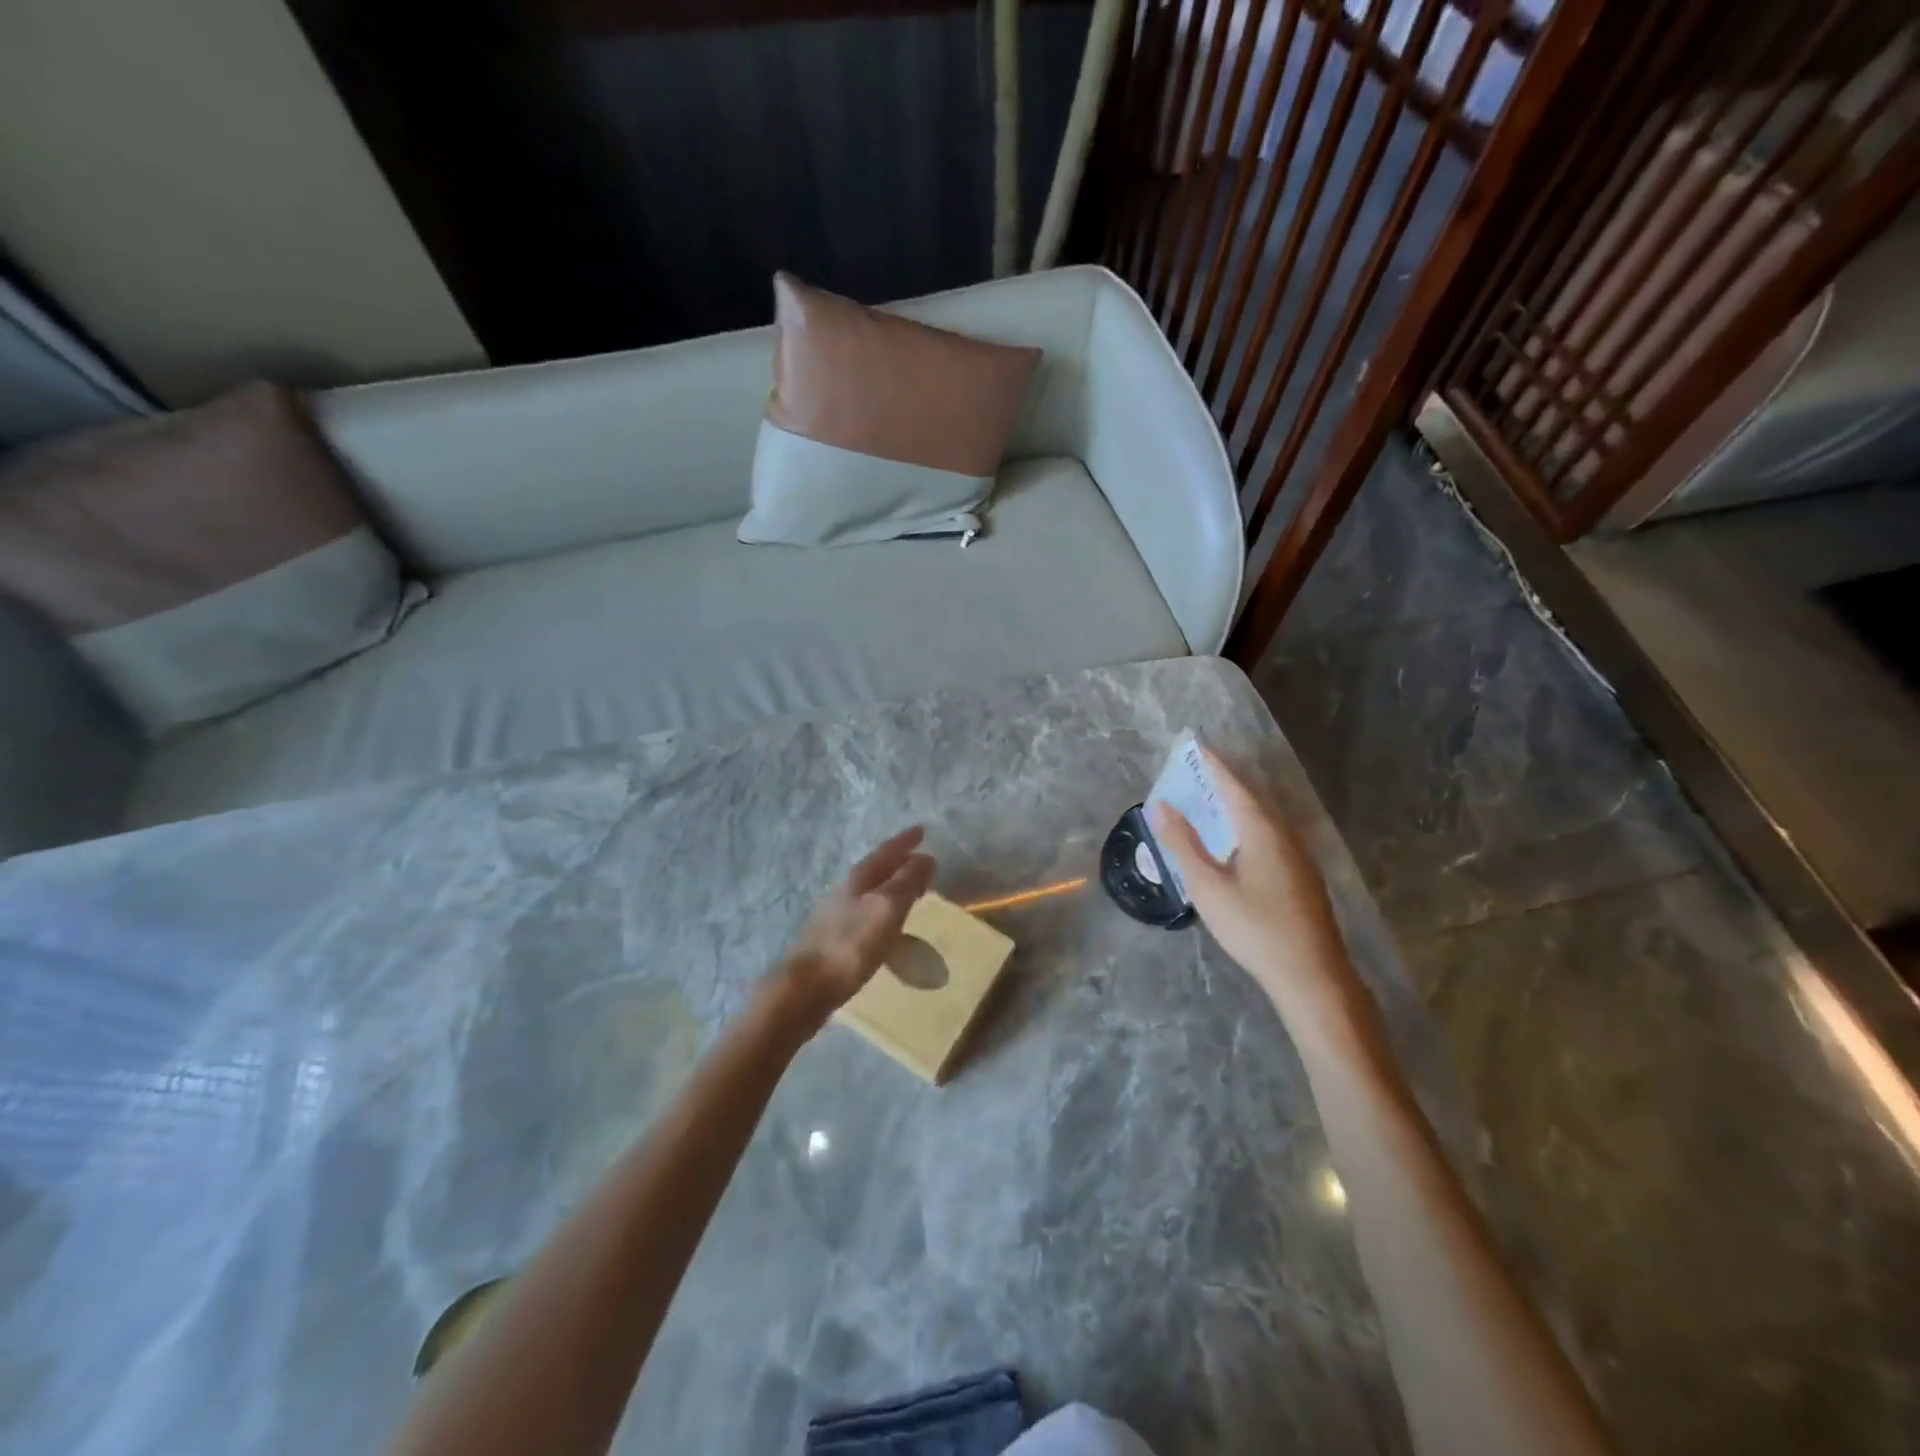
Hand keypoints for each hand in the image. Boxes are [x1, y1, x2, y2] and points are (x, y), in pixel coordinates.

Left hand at [774, 827, 936, 1030]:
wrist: (807, 987)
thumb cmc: (851, 944)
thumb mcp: (887, 908)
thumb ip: (907, 881)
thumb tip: (925, 857)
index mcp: (858, 878)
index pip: (887, 851)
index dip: (905, 841)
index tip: (922, 830)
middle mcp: (845, 890)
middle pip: (876, 868)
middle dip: (899, 861)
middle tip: (921, 859)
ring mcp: (836, 914)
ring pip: (870, 890)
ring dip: (890, 885)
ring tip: (910, 890)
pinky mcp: (834, 938)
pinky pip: (865, 912)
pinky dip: (882, 909)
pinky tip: (886, 923)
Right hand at [1149, 751, 1359, 1034]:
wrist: (1311, 975)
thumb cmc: (1254, 928)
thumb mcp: (1208, 887)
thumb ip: (1183, 844)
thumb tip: (1160, 806)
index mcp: (1262, 830)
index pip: (1233, 786)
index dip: (1213, 766)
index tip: (1196, 746)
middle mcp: (1285, 835)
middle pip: (1251, 798)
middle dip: (1224, 782)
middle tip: (1198, 770)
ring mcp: (1299, 857)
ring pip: (1264, 819)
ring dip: (1237, 805)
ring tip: (1212, 800)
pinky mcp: (1302, 877)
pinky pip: (1271, 836)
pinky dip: (1248, 826)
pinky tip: (1238, 842)